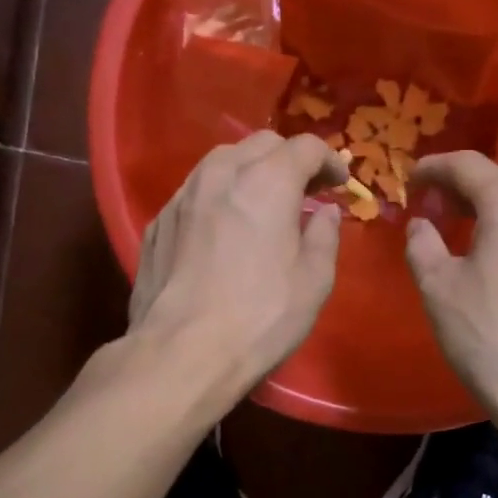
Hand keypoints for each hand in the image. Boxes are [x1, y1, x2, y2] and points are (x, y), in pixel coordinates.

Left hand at [130, 131, 348, 394]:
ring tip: (264, 202)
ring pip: (222, 161)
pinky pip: (196, 192)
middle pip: (261, 144)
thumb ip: (324, 236)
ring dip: (250, 171)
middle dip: (289, 159)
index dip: (329, 160)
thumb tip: (325, 213)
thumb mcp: (313, 281)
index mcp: (266, 182)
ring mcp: (183, 196)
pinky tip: (224, 227)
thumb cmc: (261, 317)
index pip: (304, 147)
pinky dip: (219, 196)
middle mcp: (221, 175)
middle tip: (306, 190)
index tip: (339, 183)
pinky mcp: (158, 222)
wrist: (181, 353)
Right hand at [405, 152, 497, 440]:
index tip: (410, 179)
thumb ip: (422, 244)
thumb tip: (422, 224)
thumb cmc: (491, 338)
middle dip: (461, 188)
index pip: (468, 165)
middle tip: (430, 204)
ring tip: (458, 227)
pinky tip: (493, 255)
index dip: (434, 168)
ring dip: (488, 209)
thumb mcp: (439, 288)